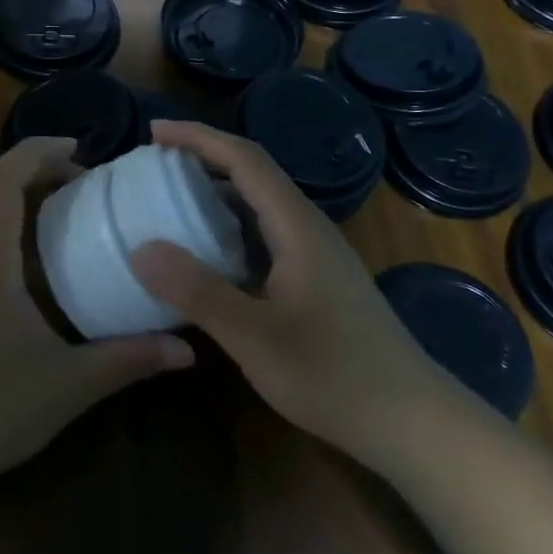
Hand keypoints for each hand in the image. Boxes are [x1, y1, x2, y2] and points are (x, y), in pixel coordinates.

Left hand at [0, 138, 194, 507]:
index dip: (40, 151)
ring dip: (18, 196)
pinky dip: (4, 222)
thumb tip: (187, 350)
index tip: (82, 150)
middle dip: (36, 169)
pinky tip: (34, 259)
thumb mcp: (68, 385)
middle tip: (85, 182)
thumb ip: (129, 360)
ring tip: (66, 210)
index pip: (3, 178)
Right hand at [130, 121, 438, 462]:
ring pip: (259, 206)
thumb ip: (198, 291)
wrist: (411, 421)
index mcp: (297, 226)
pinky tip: (206, 256)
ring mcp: (315, 255)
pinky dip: (228, 229)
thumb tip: (141, 249)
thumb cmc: (334, 375)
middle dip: (202, 160)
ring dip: (215, 194)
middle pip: (252, 174)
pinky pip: (264, 236)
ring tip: (170, 203)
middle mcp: (308, 228)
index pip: (245, 158)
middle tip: (153, 167)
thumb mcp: (255, 337)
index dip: (198, 138)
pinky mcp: (316, 280)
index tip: (154, 132)